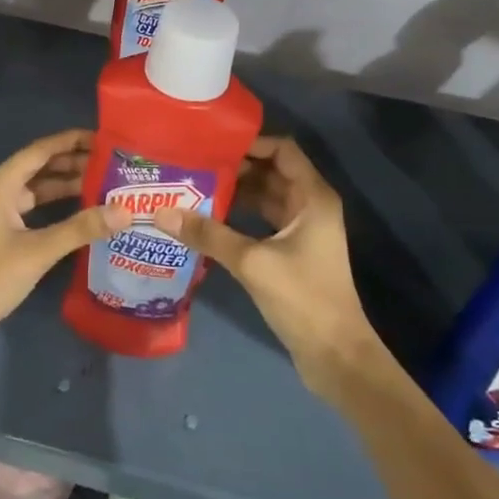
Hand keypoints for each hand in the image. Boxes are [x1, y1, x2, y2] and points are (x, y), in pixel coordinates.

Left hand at [0, 130, 127, 381]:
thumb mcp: (38, 251)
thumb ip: (81, 228)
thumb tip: (124, 211)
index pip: (40, 151)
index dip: (71, 141)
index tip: (102, 139)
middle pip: (37, 167)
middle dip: (72, 163)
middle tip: (109, 163)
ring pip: (33, 188)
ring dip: (63, 185)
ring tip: (101, 183)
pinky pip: (29, 207)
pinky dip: (52, 205)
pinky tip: (78, 212)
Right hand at [153, 136, 391, 404]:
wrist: (336, 356)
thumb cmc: (303, 298)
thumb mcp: (252, 262)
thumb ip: (208, 235)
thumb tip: (162, 213)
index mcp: (313, 196)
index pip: (282, 149)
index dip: (250, 142)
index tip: (213, 143)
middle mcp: (310, 205)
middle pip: (270, 171)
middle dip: (235, 166)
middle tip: (193, 162)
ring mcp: (302, 229)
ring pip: (265, 196)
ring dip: (235, 191)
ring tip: (193, 185)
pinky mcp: (292, 251)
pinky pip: (262, 220)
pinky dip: (239, 215)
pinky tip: (207, 219)